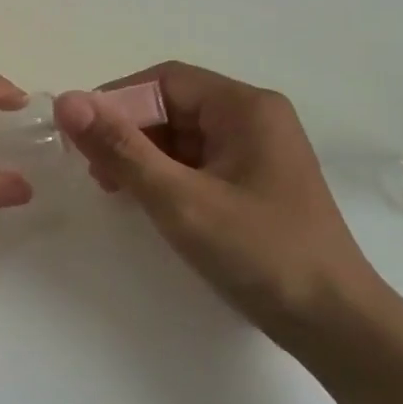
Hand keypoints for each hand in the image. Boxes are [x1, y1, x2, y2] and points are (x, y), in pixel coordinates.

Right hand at [54, 63, 378, 338]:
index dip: (117, 101)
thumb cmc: (260, 253)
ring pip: (185, 135)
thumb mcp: (180, 200)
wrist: (335, 323)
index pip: (166, 81)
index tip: (79, 134)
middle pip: (175, 105)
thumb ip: (121, 149)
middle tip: (93, 169)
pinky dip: (168, 174)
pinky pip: (201, 162)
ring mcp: (259, 151)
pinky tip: (147, 199)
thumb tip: (67, 101)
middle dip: (129, 131)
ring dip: (145, 154)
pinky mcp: (257, 182)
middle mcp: (255, 118)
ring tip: (113, 188)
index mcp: (246, 107)